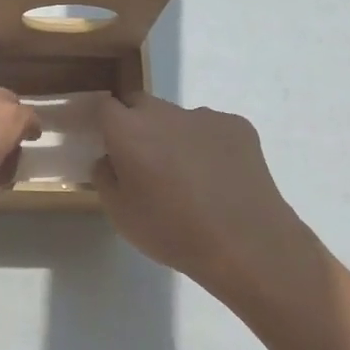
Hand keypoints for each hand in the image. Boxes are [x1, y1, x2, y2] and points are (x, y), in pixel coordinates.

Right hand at [94, 93, 330, 313]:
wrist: (246, 244)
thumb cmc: (172, 231)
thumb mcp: (120, 214)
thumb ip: (105, 177)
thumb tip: (110, 159)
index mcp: (129, 131)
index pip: (104, 106)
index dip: (102, 122)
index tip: (104, 143)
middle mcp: (164, 113)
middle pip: (140, 105)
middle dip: (136, 125)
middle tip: (142, 162)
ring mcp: (205, 116)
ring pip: (177, 119)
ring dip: (173, 137)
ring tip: (188, 178)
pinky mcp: (238, 126)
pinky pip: (211, 129)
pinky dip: (207, 146)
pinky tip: (218, 179)